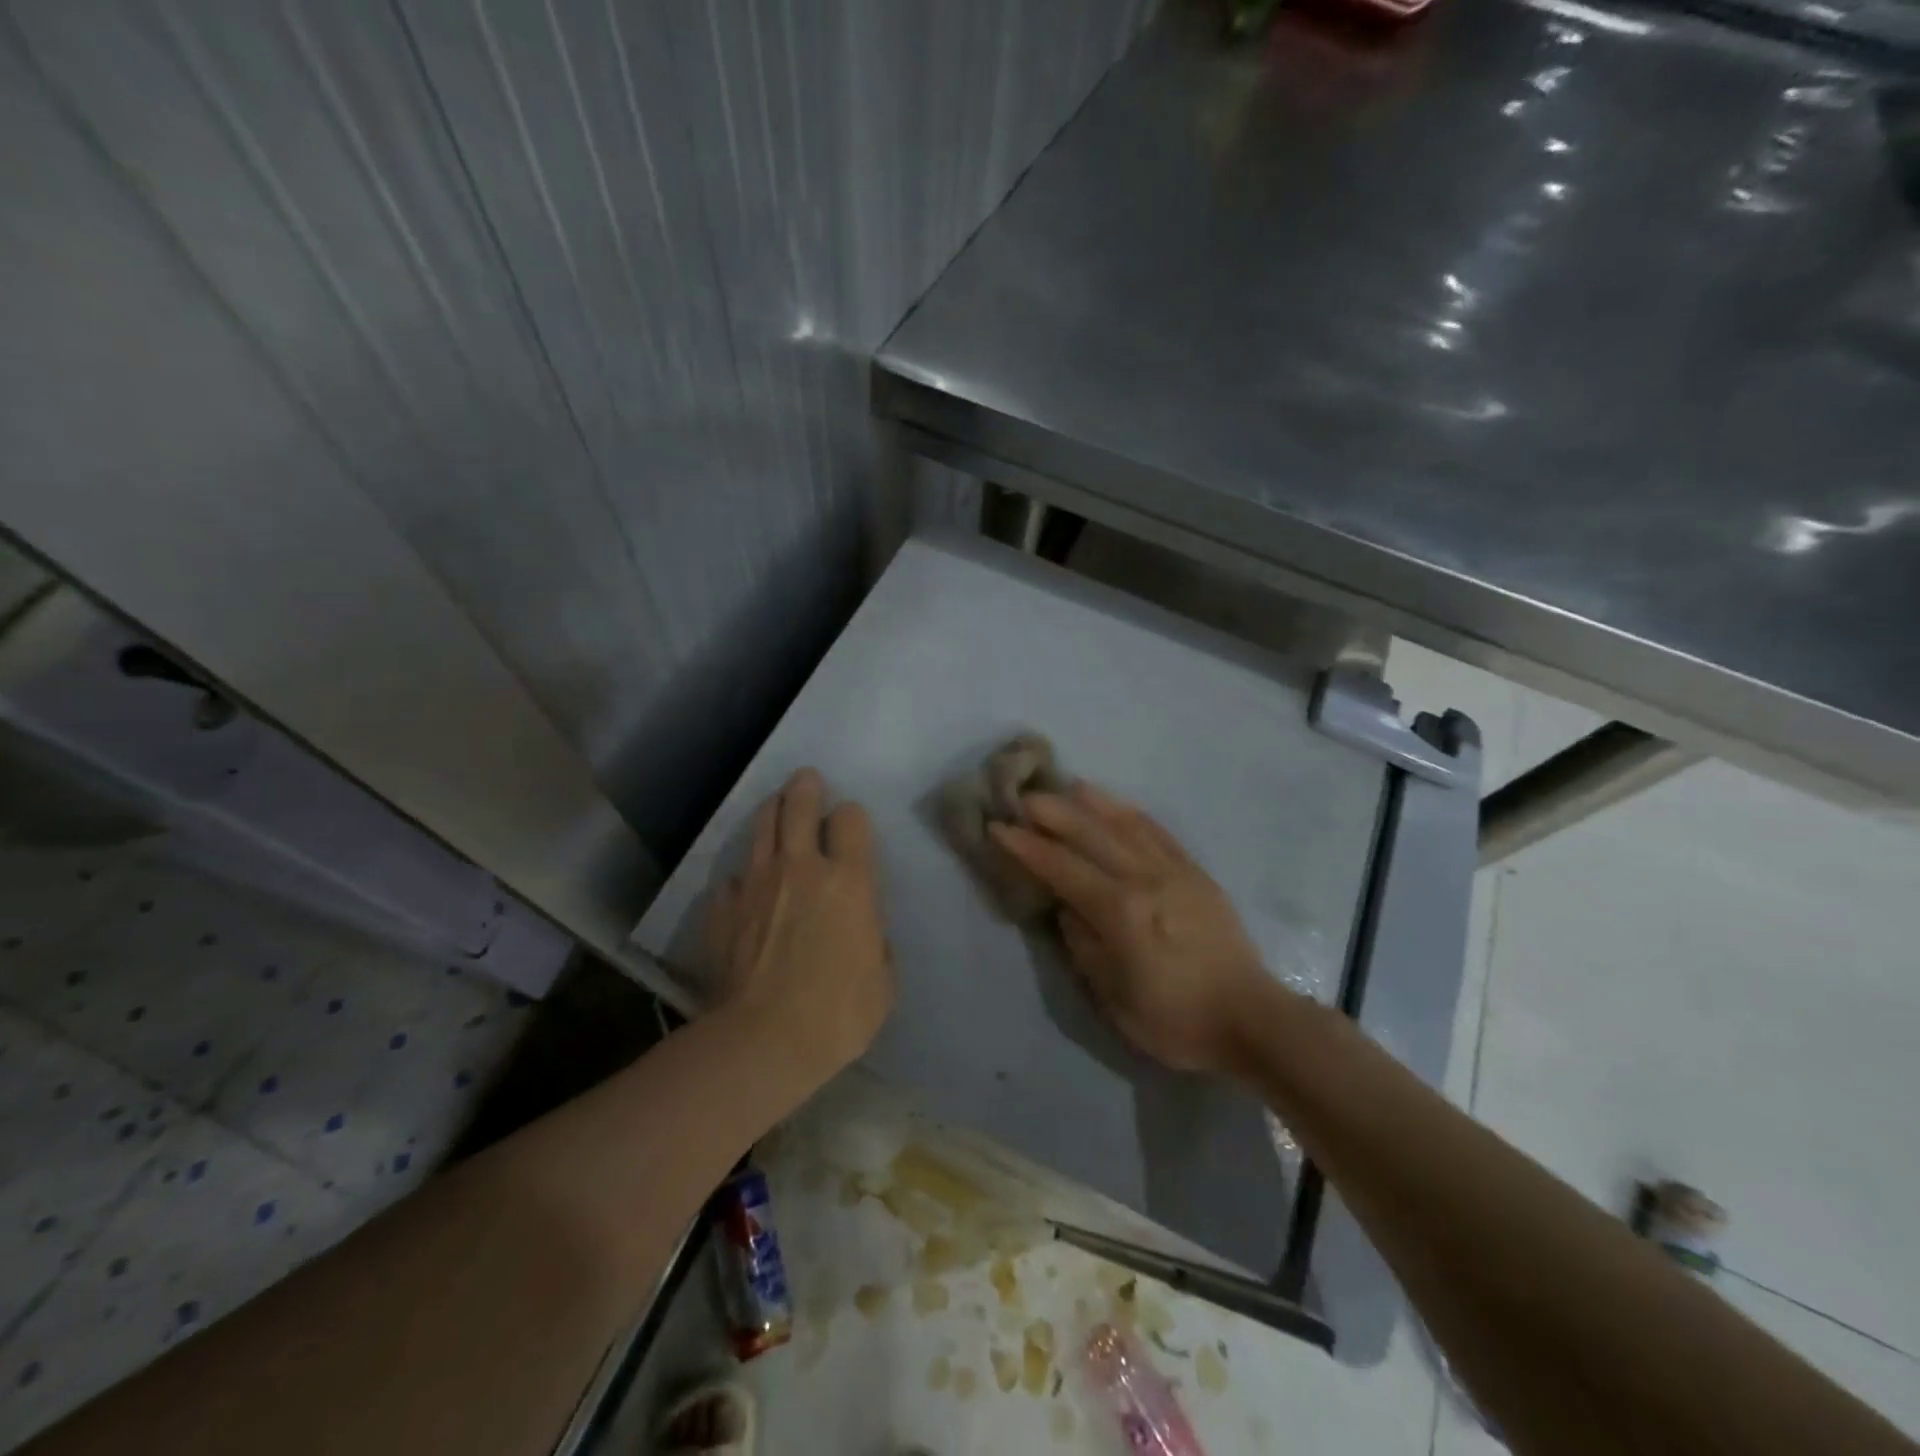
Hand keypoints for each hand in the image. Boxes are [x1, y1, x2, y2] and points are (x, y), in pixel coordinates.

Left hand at [706, 768, 893, 1085]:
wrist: (764, 1041)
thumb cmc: (839, 1014)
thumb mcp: (882, 980)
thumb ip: (874, 941)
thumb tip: (863, 931)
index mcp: (850, 880)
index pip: (850, 818)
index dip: (851, 817)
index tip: (850, 827)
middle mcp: (801, 868)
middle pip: (799, 805)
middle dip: (805, 788)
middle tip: (806, 780)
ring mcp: (756, 884)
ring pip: (761, 827)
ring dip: (772, 812)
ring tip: (777, 808)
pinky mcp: (723, 908)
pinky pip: (732, 877)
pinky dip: (742, 876)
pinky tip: (745, 887)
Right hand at [991, 783, 1269, 1074]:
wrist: (1250, 1019)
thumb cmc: (1175, 1019)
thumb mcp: (1114, 998)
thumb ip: (1084, 946)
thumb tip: (1067, 908)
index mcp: (1120, 911)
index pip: (1062, 868)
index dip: (1027, 847)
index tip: (999, 827)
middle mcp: (1144, 879)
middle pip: (1091, 834)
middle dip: (1053, 812)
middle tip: (1024, 796)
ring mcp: (1174, 871)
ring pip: (1126, 825)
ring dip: (1093, 803)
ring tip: (1068, 785)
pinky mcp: (1196, 874)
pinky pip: (1160, 833)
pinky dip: (1134, 815)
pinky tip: (1119, 806)